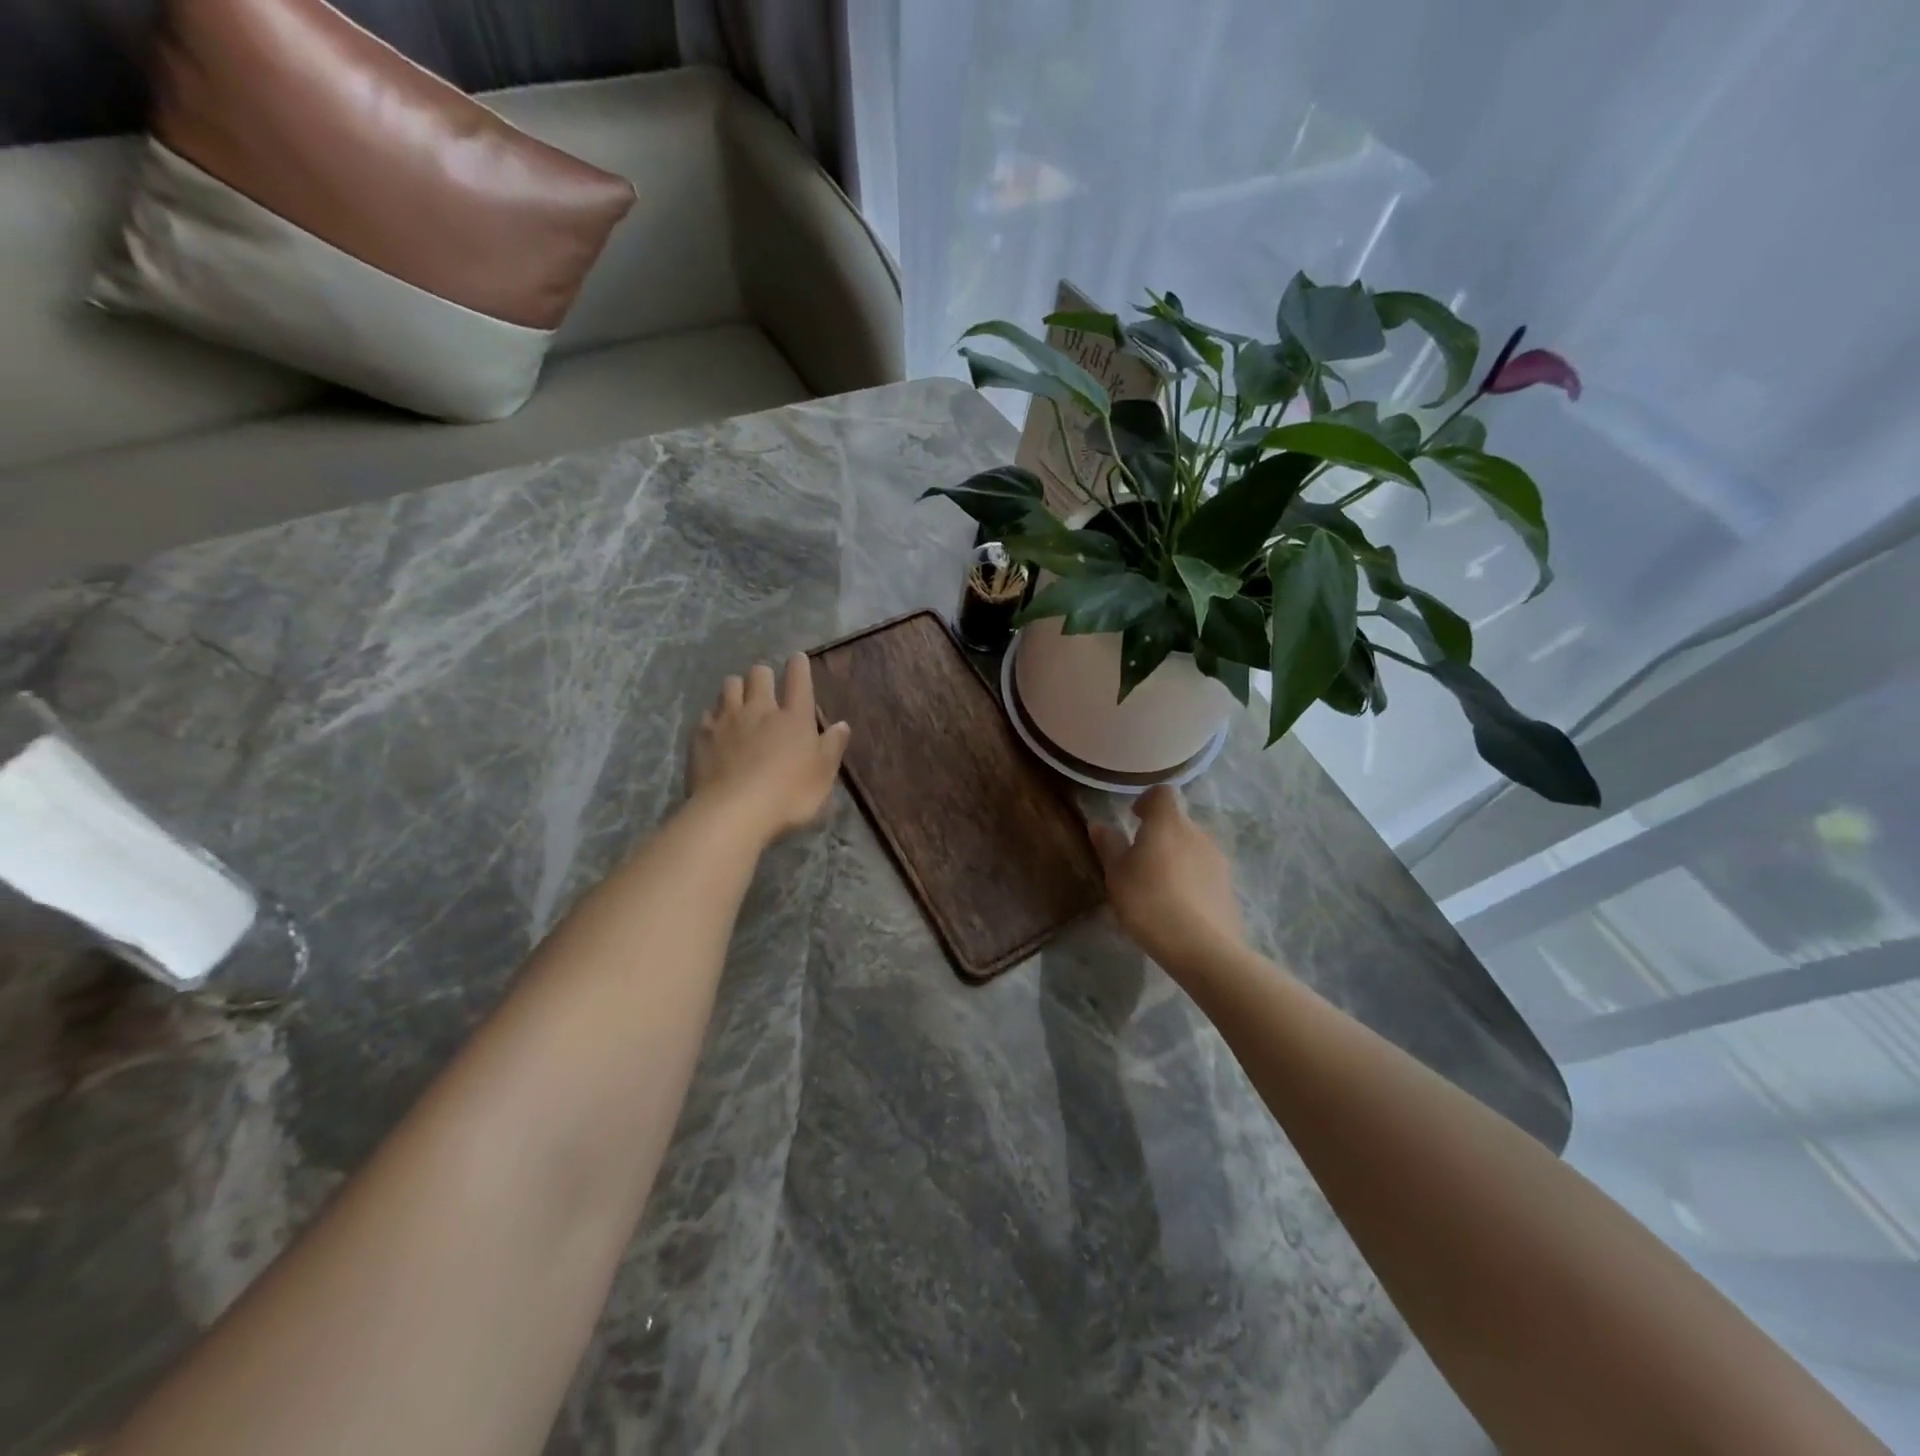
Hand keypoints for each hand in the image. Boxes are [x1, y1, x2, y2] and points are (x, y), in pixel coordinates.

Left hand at [689, 654, 850, 843]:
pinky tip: (717, 729)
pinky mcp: (701, 735)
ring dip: (737, 688)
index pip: (798, 680)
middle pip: (759, 674)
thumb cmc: (788, 796)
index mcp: (794, 718)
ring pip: (730, 685)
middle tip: (766, 687)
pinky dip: (714, 716)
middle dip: (764, 675)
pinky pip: (708, 713)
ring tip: (740, 702)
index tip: (797, 659)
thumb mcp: (823, 776)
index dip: (799, 666)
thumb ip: (832, 747)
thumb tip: (842, 725)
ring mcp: (727, 720)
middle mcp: (760, 710)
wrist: (733, 812)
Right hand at [1090, 786, 1245, 973]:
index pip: (1162, 793)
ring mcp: (1218, 859)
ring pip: (1192, 847)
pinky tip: (1179, 906)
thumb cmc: (1149, 902)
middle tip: (1140, 860)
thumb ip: (1109, 845)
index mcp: (1168, 823)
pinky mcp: (1229, 886)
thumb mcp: (1117, 875)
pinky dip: (1191, 879)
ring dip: (1176, 857)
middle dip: (1160, 834)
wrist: (1202, 947)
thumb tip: (1099, 824)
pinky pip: (1204, 872)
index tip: (1134, 818)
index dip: (1147, 801)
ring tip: (1159, 886)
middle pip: (1177, 822)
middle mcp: (1197, 833)